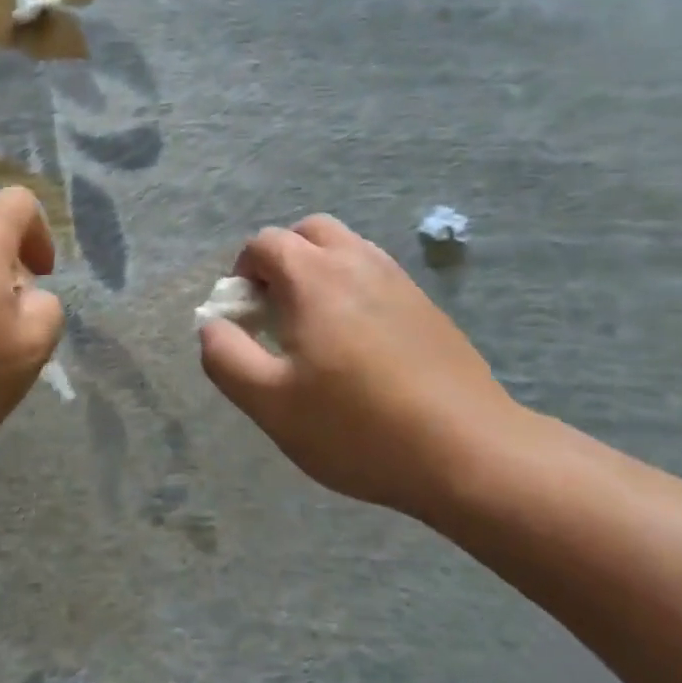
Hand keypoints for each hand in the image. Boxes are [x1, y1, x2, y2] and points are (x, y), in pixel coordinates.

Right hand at [199, 215, 527, 519]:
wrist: (469, 451)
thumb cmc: (358, 428)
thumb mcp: (271, 404)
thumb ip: (226, 357)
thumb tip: (212, 325)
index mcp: (314, 276)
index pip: (265, 243)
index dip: (243, 272)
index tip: (246, 317)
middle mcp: (356, 261)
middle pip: (309, 231)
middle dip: (283, 258)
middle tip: (278, 311)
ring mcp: (398, 279)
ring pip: (347, 247)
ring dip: (320, 269)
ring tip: (317, 327)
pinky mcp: (426, 304)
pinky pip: (376, 273)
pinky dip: (353, 286)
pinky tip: (359, 342)